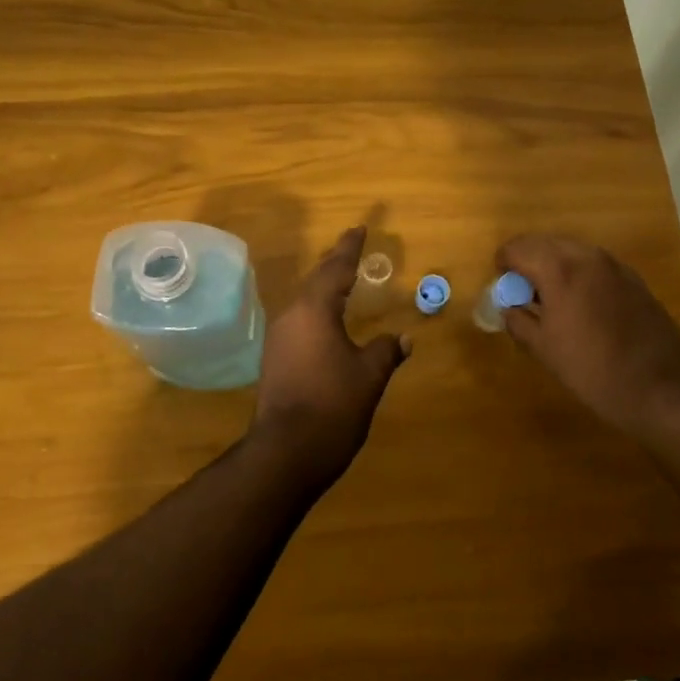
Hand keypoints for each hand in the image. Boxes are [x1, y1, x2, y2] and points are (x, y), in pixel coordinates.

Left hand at [251, 227, 410, 486]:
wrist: (286, 452)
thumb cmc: (333, 406)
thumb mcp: (369, 376)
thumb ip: (387, 351)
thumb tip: (404, 339)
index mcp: (314, 310)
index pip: (336, 268)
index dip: (350, 248)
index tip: (360, 228)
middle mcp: (292, 316)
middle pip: (316, 280)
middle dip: (335, 264)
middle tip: (351, 249)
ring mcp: (279, 338)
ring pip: (305, 301)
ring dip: (324, 288)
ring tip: (342, 281)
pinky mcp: (275, 359)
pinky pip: (299, 321)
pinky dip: (317, 311)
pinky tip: (327, 321)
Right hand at [495, 234, 679, 434]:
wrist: (658, 387)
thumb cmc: (591, 370)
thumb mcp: (544, 349)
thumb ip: (518, 321)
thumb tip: (507, 308)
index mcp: (558, 270)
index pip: (517, 249)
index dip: (503, 263)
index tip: (502, 284)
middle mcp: (585, 256)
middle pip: (544, 242)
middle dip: (528, 259)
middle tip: (522, 289)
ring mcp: (613, 265)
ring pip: (571, 249)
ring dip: (553, 263)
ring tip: (550, 295)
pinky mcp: (632, 278)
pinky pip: (594, 262)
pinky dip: (579, 271)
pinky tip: (581, 302)